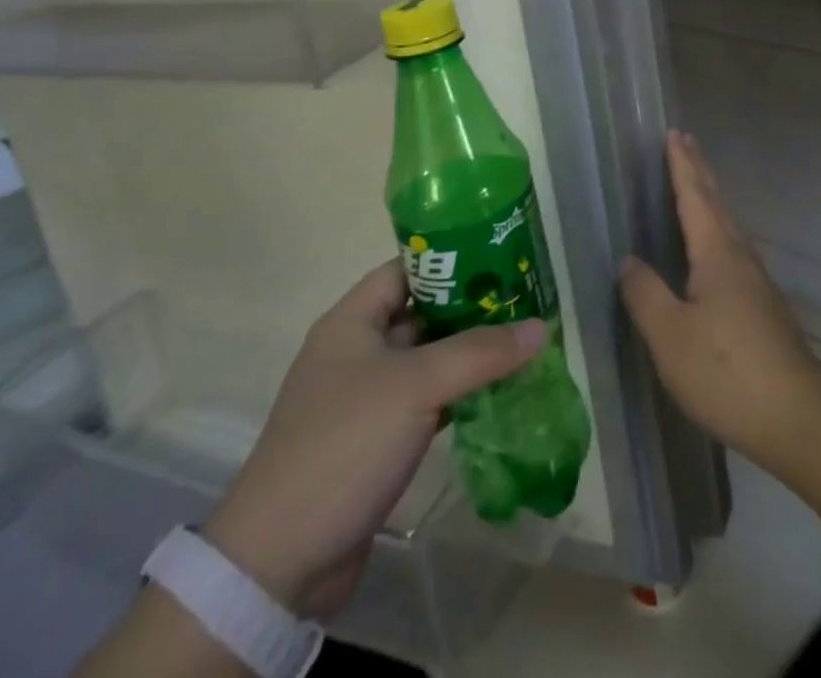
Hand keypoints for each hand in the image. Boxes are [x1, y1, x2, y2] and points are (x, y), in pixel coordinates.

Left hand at [205, 260, 546, 619]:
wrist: (280, 562)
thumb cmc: (344, 445)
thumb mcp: (416, 386)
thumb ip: (480, 352)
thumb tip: (540, 327)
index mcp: (352, 322)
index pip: (407, 269)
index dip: (451, 260)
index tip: (501, 259)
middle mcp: (357, 351)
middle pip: (422, 314)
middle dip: (471, 309)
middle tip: (525, 302)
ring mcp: (366, 398)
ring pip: (428, 361)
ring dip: (470, 355)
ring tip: (524, 344)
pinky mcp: (377, 440)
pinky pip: (427, 402)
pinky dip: (460, 396)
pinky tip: (500, 394)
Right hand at [619, 130, 820, 469]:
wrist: (796, 415)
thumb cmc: (726, 370)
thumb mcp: (670, 335)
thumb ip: (645, 294)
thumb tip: (628, 261)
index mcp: (716, 252)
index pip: (695, 195)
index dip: (682, 164)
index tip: (674, 133)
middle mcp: (739, 256)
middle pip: (716, 202)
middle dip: (698, 171)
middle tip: (684, 143)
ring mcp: (755, 281)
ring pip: (727, 225)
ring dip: (708, 199)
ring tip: (693, 186)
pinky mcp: (761, 305)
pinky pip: (731, 249)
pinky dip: (715, 230)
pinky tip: (709, 251)